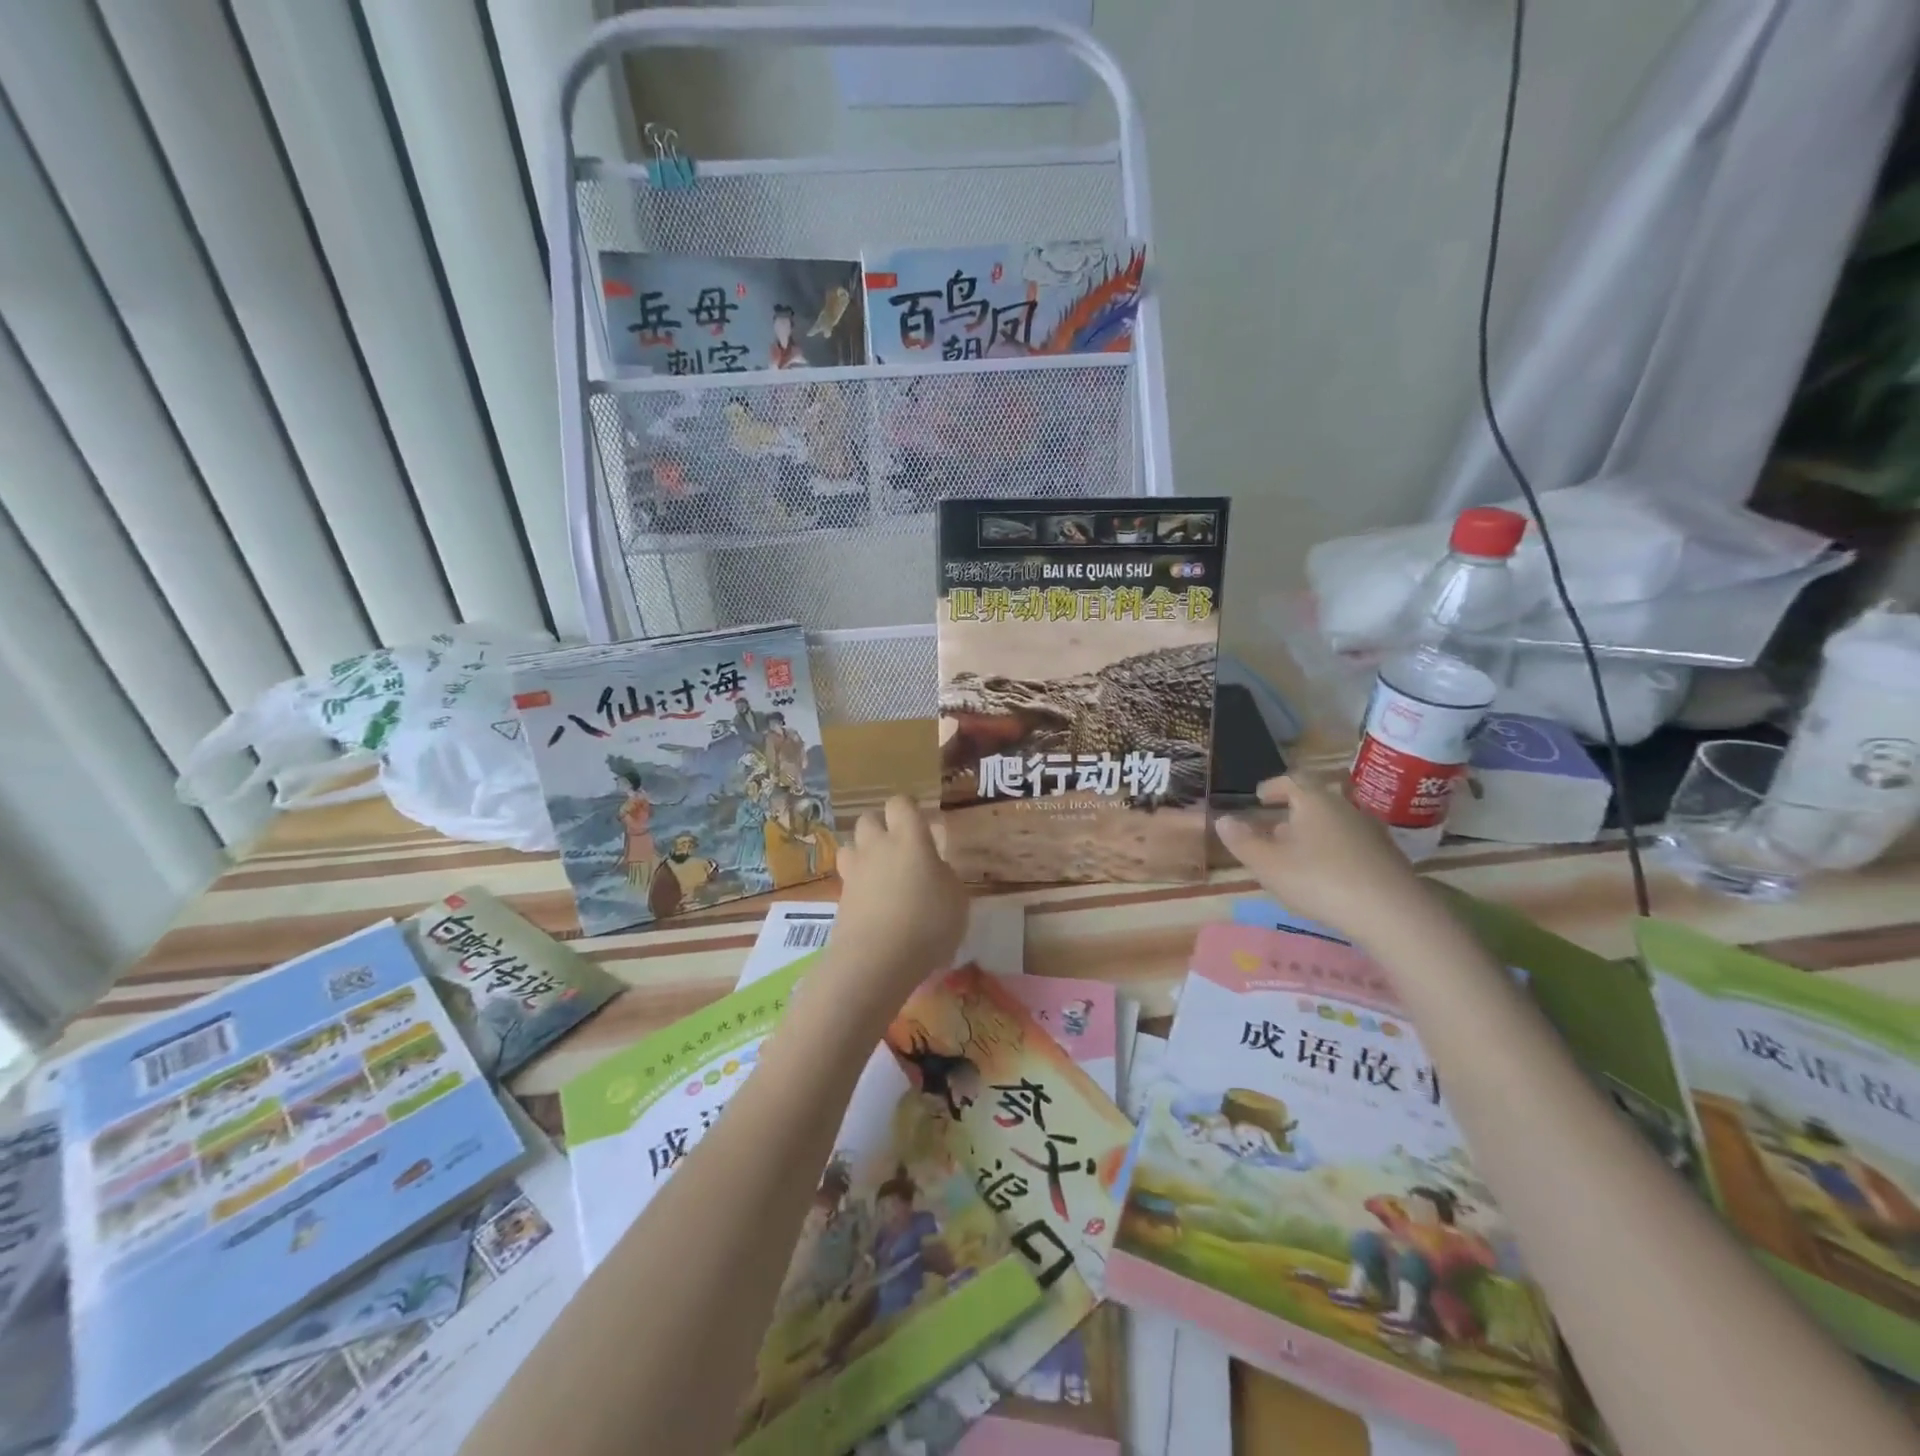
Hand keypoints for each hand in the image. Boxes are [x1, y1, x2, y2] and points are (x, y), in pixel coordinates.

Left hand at [831, 797, 968, 1004]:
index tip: (922, 826)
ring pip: (851, 846)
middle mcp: (877, 846)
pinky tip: (875, 905)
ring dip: (863, 854)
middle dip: (881, 828)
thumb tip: (934, 869)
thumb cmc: (928, 923)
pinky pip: (848, 879)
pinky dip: (859, 885)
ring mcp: (854, 872)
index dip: (909, 810)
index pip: (901, 803)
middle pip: (869, 819)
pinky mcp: (840, 898)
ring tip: (882, 875)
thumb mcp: (957, 899)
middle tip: (901, 850)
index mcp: (909, 838)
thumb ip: (945, 876)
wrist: (877, 960)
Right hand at [1215, 776, 1432, 945]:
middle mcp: (1344, 807)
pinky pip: (1351, 845)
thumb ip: (1242, 841)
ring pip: (1333, 824)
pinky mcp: (1387, 856)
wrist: (1392, 913)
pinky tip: (1327, 876)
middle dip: (1291, 815)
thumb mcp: (1268, 864)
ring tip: (1296, 857)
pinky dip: (1334, 852)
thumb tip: (1223, 819)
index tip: (1260, 797)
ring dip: (1313, 835)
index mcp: (1314, 801)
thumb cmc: (1319, 880)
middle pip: (1314, 802)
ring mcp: (1370, 831)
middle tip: (1272, 833)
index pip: (1292, 780)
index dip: (1273, 786)